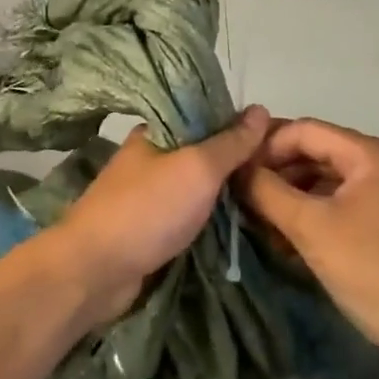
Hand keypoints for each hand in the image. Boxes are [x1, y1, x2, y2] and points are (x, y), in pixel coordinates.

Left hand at [44, 106, 271, 327]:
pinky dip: (210, 218)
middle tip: (282, 172)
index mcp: (154, 134)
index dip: (238, 124)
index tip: (277, 138)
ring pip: (195, 187)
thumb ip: (229, 142)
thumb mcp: (197, 168)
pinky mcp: (149, 229)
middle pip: (201, 153)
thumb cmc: (147, 210)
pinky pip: (188, 216)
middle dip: (236, 162)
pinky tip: (240, 223)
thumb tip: (260, 108)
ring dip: (225, 193)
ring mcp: (147, 196)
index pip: (203, 116)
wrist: (96, 270)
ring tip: (271, 197)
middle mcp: (149, 159)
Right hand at [241, 118, 378, 365]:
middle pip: (319, 153)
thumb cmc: (377, 273)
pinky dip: (319, 215)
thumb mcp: (311, 229)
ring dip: (295, 198)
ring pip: (332, 182)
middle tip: (242, 200)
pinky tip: (294, 241)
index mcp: (373, 154)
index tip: (233, 174)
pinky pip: (349, 205)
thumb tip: (235, 168)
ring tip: (262, 224)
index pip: (304, 130)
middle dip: (278, 174)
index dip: (264, 147)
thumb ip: (266, 191)